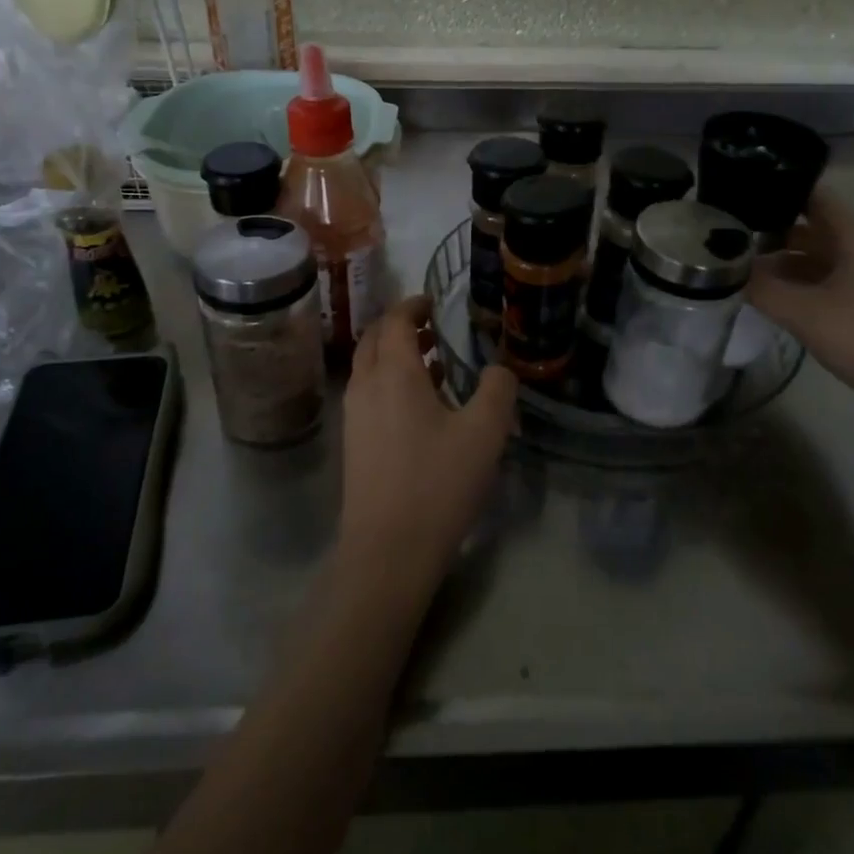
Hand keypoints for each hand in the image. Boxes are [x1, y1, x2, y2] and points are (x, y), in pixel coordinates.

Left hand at [338, 294, 518, 602]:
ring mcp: (354, 416)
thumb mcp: (484, 433)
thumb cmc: (437, 483)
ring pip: (370, 367)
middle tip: (433, 327)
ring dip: (397, 355)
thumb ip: (498, 390)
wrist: (387, 551)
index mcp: (392, 373)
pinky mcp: (354, 442)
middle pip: (375, 339)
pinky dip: (391, 381)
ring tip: (435, 361)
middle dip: (401, 326)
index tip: (433, 302)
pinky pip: (370, 393)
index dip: (413, 305)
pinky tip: (423, 405)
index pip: (395, 320)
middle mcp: (365, 385)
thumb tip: (498, 369)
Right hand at [746, 187, 853, 427]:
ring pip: (821, 256)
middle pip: (814, 227)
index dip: (778, 194)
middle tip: (729, 240)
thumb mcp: (803, 314)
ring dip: (785, 262)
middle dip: (773, 232)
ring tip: (743, 270)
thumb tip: (730, 271)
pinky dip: (802, 283)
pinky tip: (775, 299)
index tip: (739, 200)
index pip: (814, 197)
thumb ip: (762, 288)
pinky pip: (831, 280)